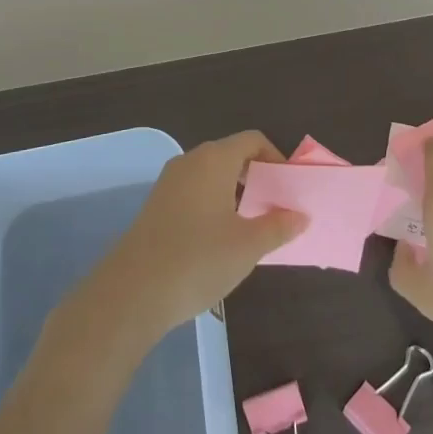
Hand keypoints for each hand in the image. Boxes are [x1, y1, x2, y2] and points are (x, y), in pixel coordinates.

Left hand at [71, 131, 305, 350]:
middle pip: (231, 156)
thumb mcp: (248, 246)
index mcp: (214, 159)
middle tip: (275, 209)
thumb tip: (300, 215)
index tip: (288, 189)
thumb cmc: (198, 260)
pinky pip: (194, 192)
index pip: (252, 141)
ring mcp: (169, 183)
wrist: (132, 292)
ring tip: (251, 228)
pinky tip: (219, 240)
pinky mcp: (156, 205)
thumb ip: (278, 226)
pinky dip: (213, 205)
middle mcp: (190, 161)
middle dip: (257, 178)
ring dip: (235, 194)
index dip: (275, 159)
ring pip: (211, 176)